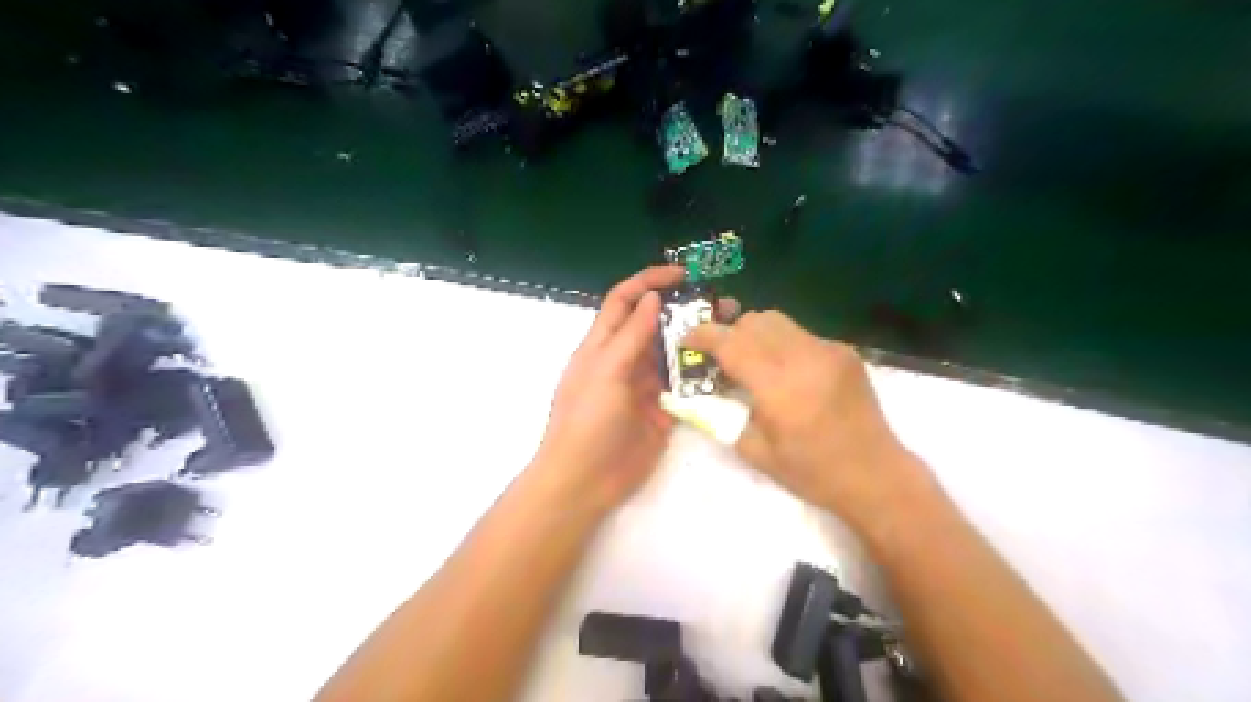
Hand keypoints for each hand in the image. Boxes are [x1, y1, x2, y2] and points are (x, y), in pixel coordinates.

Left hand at [530, 265, 729, 512]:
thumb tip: (652, 297)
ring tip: (732, 329)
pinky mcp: (663, 410)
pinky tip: (727, 367)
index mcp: (603, 344)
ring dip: (698, 340)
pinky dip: (703, 375)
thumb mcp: (606, 371)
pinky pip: (685, 386)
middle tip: (722, 302)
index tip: (683, 274)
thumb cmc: (587, 421)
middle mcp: (626, 359)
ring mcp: (646, 385)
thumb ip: (631, 335)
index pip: (625, 300)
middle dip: (684, 309)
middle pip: (655, 324)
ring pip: (674, 353)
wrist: (585, 481)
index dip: (649, 281)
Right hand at [684, 310, 926, 533]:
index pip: (731, 342)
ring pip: (778, 321)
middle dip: (729, 333)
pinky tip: (786, 373)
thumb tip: (702, 392)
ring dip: (755, 334)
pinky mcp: (844, 351)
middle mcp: (804, 358)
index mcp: (778, 387)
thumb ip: (723, 415)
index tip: (687, 340)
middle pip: (753, 321)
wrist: (875, 475)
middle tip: (720, 358)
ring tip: (751, 361)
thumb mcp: (755, 451)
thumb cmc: (812, 472)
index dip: (703, 335)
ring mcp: (829, 350)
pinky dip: (782, 344)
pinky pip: (801, 334)